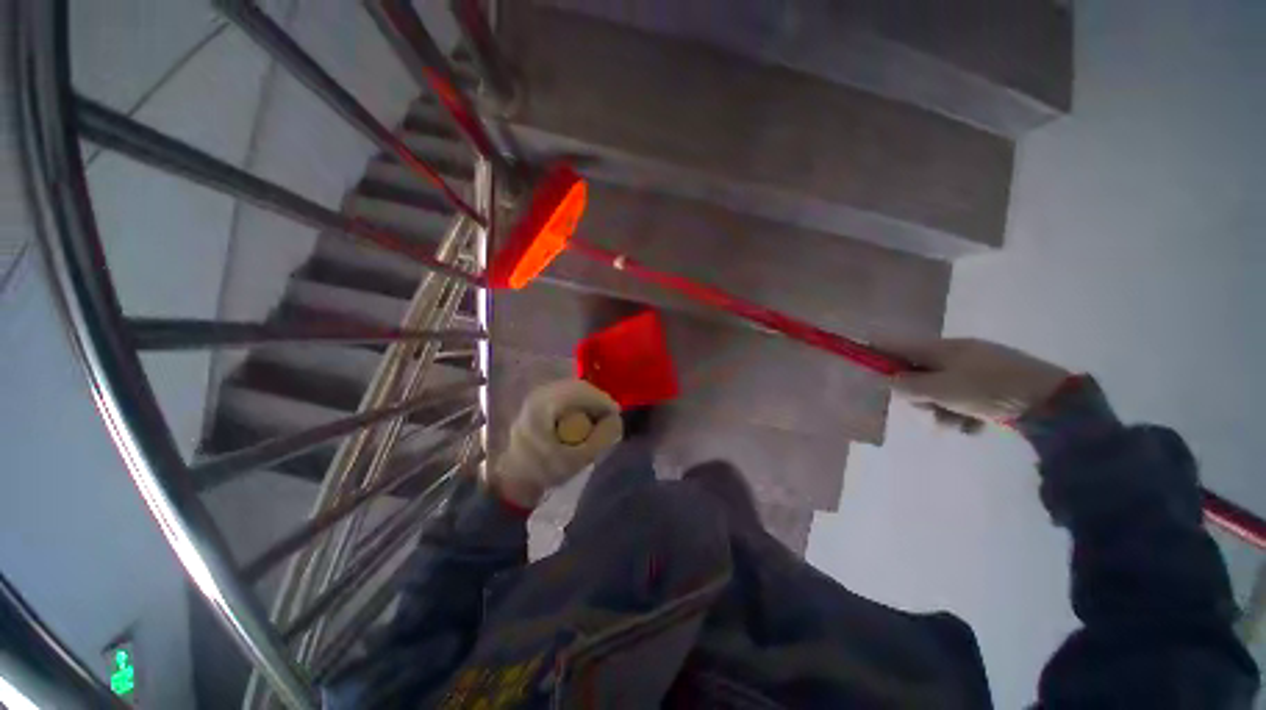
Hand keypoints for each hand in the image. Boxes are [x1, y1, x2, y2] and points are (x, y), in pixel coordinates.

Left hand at [491, 379, 622, 506]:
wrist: (517, 478)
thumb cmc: (545, 471)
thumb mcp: (577, 459)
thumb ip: (601, 438)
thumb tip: (616, 418)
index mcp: (543, 406)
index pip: (580, 392)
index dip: (602, 401)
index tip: (617, 415)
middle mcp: (539, 394)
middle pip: (577, 388)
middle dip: (598, 400)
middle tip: (611, 416)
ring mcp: (538, 396)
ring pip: (573, 390)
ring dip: (590, 401)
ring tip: (601, 417)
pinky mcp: (541, 401)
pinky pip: (567, 395)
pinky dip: (580, 404)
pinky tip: (586, 417)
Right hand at [883, 338, 1070, 432]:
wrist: (1051, 402)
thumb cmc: (988, 390)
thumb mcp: (941, 390)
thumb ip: (909, 386)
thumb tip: (890, 381)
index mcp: (941, 348)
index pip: (897, 345)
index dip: (878, 353)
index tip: (864, 365)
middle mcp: (955, 354)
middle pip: (917, 373)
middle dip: (918, 395)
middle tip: (927, 410)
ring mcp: (975, 369)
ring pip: (939, 389)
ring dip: (941, 409)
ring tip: (955, 425)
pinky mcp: (990, 386)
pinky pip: (962, 398)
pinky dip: (962, 412)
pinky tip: (973, 425)